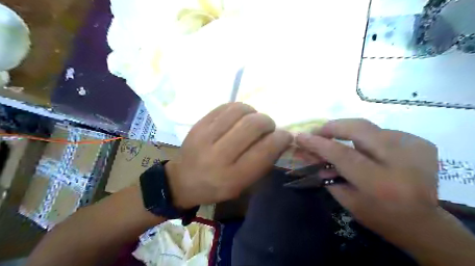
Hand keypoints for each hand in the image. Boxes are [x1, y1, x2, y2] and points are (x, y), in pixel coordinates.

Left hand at [166, 103, 292, 208]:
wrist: (182, 180)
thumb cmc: (216, 187)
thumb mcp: (242, 185)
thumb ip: (262, 163)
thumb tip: (279, 139)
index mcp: (232, 177)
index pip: (265, 150)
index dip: (281, 139)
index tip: (285, 136)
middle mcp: (218, 156)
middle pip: (253, 125)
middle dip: (268, 122)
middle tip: (268, 128)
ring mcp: (205, 136)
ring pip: (240, 111)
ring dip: (254, 113)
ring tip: (253, 120)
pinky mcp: (198, 124)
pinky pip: (226, 107)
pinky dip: (239, 109)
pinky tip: (239, 117)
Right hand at [296, 119, 438, 246]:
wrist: (424, 223)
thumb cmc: (379, 216)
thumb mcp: (347, 200)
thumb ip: (326, 173)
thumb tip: (308, 152)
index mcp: (380, 184)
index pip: (342, 154)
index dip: (318, 143)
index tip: (301, 136)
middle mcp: (401, 162)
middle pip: (359, 129)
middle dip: (333, 127)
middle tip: (318, 131)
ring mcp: (415, 149)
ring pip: (369, 127)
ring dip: (348, 132)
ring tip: (337, 140)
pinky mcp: (421, 144)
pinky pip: (383, 131)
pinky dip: (367, 137)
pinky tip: (365, 148)